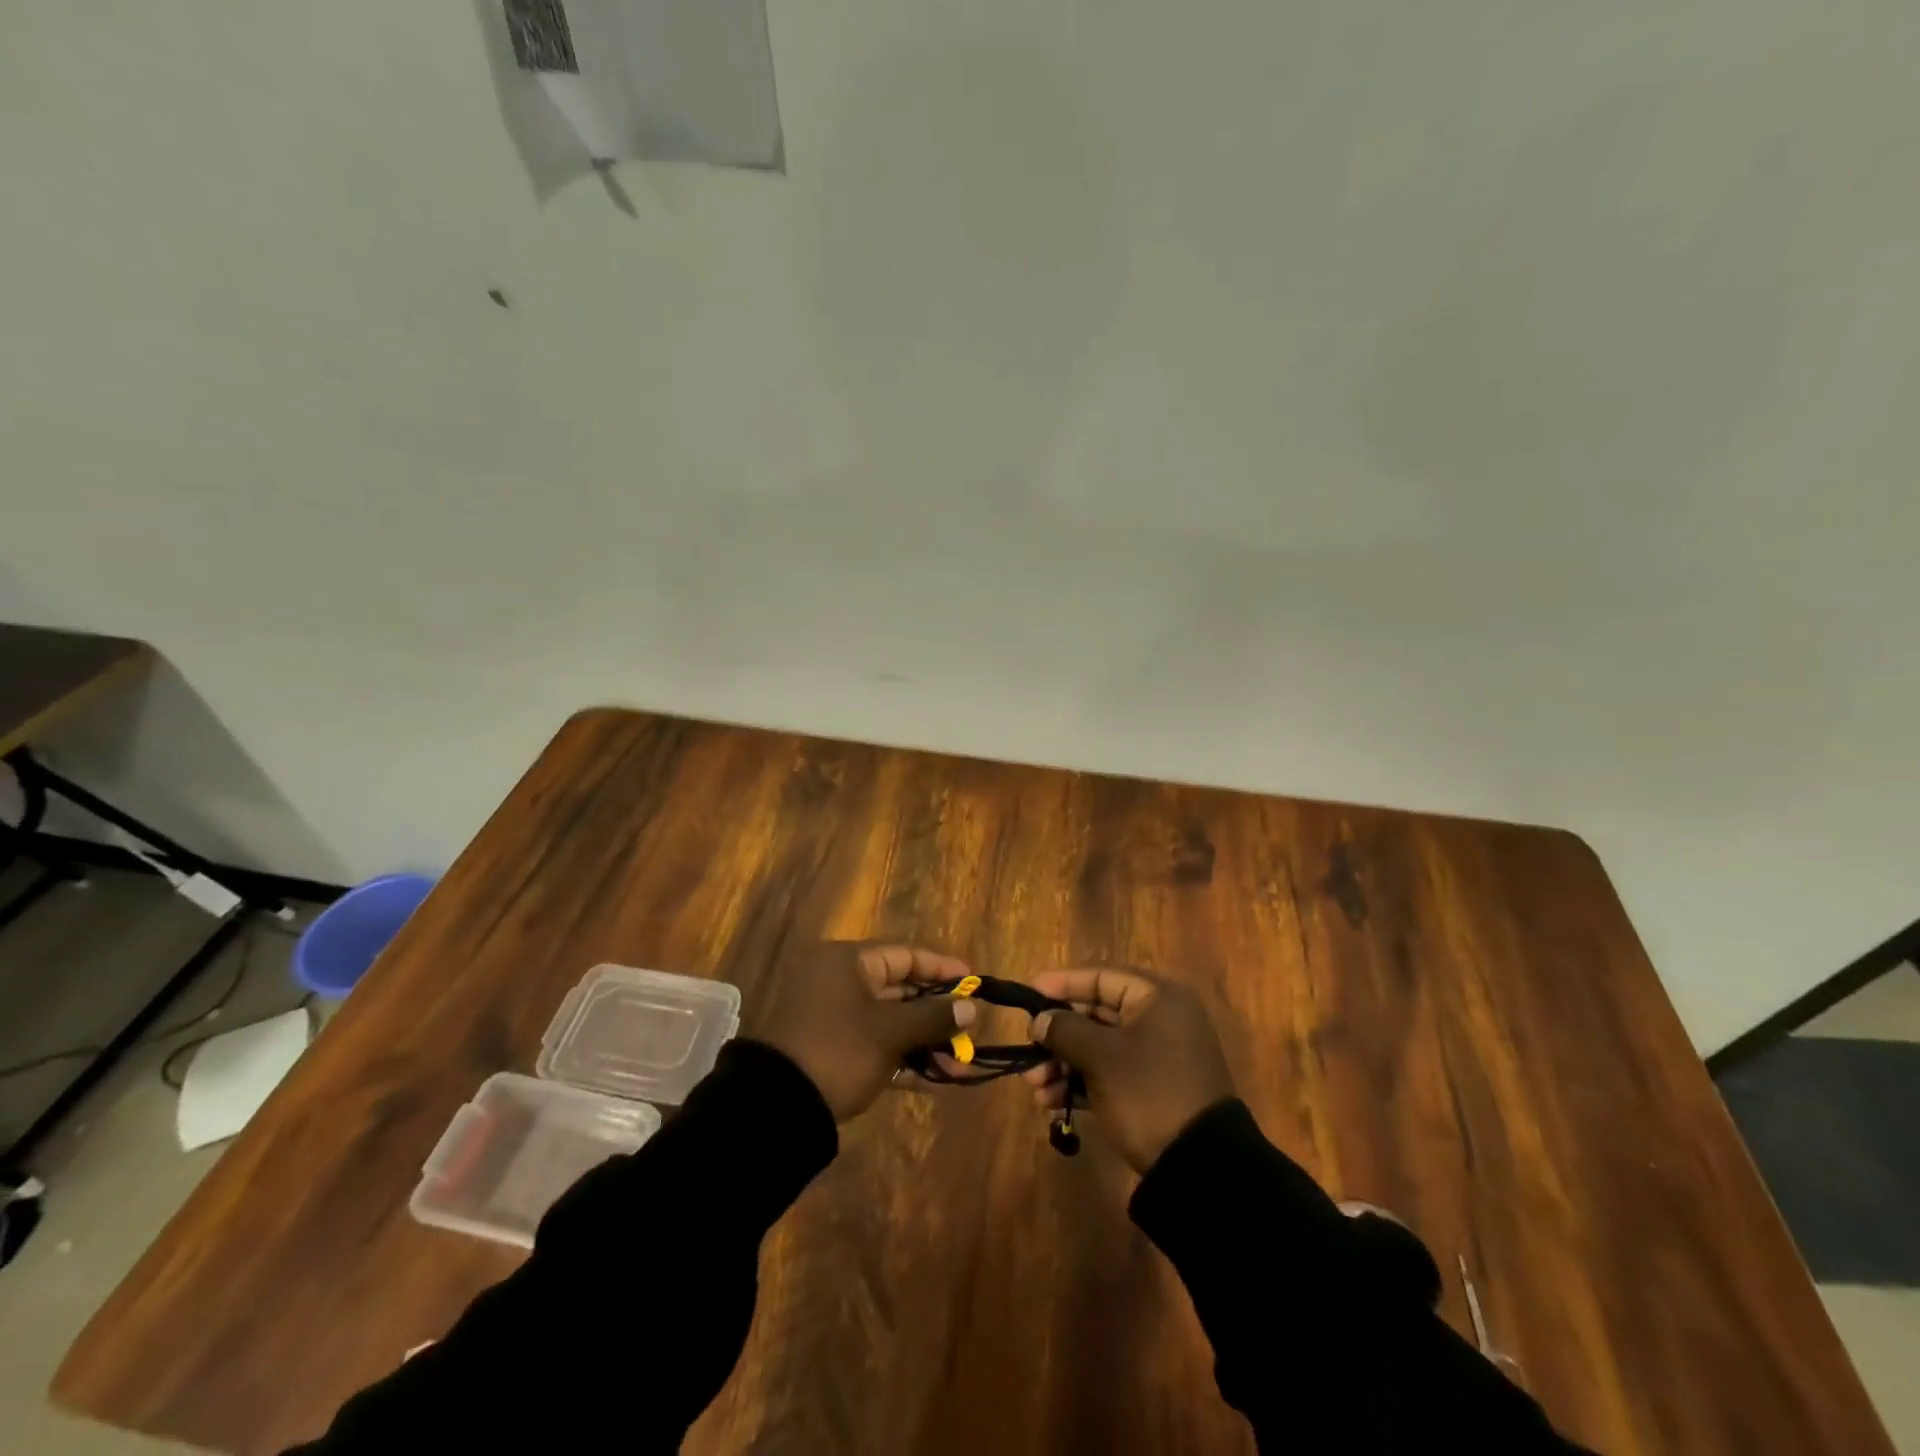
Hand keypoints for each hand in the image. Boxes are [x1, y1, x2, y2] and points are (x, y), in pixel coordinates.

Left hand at [742, 942, 978, 1120]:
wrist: (776, 1107)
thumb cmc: (839, 1050)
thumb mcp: (890, 1032)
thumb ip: (933, 1016)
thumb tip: (971, 1008)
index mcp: (847, 962)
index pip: (904, 955)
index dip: (941, 968)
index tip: (972, 982)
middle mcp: (839, 982)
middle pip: (899, 989)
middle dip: (937, 1013)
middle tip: (970, 1029)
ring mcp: (833, 1018)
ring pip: (890, 1022)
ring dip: (924, 1042)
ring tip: (959, 1065)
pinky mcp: (831, 1051)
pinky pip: (875, 1045)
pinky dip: (902, 1059)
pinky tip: (934, 1080)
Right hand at [1022, 968, 1234, 1172]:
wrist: (1199, 1167)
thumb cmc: (1147, 1093)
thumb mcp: (1101, 1058)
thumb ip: (1065, 1030)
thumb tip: (1040, 1020)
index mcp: (1157, 999)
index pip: (1101, 977)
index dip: (1063, 984)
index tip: (1029, 994)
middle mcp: (1160, 1020)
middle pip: (1097, 1014)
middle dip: (1058, 1035)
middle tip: (1028, 1049)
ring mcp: (1157, 1057)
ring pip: (1099, 1047)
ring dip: (1063, 1063)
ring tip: (1034, 1086)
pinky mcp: (1152, 1089)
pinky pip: (1109, 1074)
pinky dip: (1081, 1082)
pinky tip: (1051, 1102)